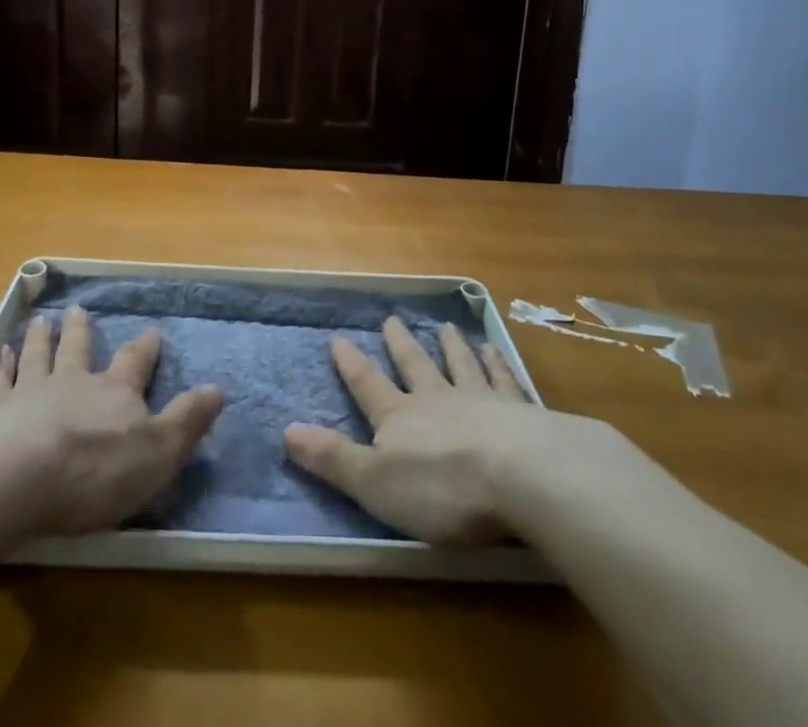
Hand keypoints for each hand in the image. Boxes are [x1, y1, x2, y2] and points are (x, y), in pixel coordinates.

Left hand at [0, 305, 223, 536]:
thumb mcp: (157, 452)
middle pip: (78, 350)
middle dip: (81, 332)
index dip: (144, 349)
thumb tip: (218, 389)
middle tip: (78, 310)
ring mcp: (30, 392)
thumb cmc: (95, 469)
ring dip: (41, 338)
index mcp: (115, 393)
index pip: (135, 364)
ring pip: (38, 356)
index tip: (151, 331)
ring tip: (41, 321)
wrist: (18, 476)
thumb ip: (186, 421)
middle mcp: (73, 382)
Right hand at [285, 318, 656, 545]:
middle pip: (415, 366)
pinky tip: (494, 350)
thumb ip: (333, 458)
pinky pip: (503, 379)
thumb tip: (286, 430)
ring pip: (460, 365)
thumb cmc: (441, 488)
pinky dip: (496, 363)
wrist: (521, 476)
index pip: (368, 385)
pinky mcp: (520, 411)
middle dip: (401, 345)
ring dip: (451, 347)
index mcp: (400, 418)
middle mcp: (436, 399)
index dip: (351, 365)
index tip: (339, 338)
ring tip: (446, 327)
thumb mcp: (375, 484)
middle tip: (392, 319)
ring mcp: (480, 400)